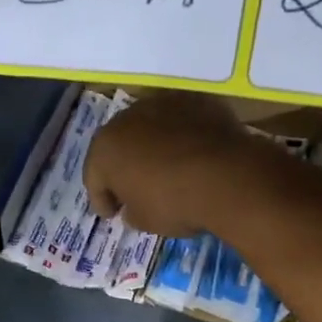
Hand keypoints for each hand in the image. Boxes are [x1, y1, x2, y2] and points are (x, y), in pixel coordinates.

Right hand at [84, 91, 262, 237]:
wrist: (226, 176)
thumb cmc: (173, 202)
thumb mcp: (145, 221)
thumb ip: (131, 211)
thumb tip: (132, 207)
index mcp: (105, 148)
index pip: (94, 177)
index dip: (102, 199)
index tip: (112, 214)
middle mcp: (127, 118)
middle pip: (119, 145)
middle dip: (124, 167)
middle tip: (134, 189)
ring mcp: (162, 104)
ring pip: (150, 128)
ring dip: (152, 146)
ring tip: (166, 168)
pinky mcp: (195, 101)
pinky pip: (181, 122)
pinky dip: (182, 136)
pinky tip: (193, 154)